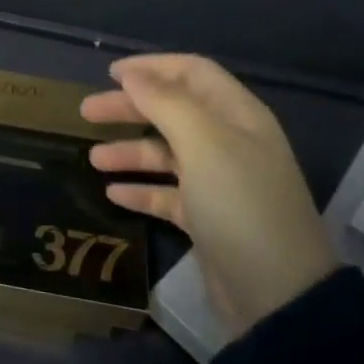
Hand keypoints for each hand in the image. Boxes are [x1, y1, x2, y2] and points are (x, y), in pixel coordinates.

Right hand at [83, 55, 336, 337]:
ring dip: (130, 151)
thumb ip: (165, 103)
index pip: (192, 73)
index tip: (110, 73)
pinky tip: (112, 193)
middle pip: (173, 111)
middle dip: (130, 108)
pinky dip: (141, 190)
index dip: (152, 67)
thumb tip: (131, 74)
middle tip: (86, 112)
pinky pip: (167, 194)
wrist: (277, 295)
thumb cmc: (240, 205)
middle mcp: (230, 142)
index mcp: (238, 115)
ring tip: (93, 160)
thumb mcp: (203, 144)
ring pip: (166, 154)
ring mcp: (219, 183)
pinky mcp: (207, 219)